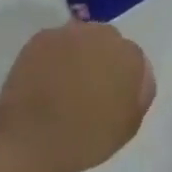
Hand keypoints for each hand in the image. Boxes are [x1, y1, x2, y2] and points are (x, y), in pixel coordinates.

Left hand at [0, 22, 155, 171]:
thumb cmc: (86, 138)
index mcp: (129, 55)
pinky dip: (51, 58)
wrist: (32, 138)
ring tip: (62, 85)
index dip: (121, 78)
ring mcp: (69, 32)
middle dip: (100, 59)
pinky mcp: (41, 37)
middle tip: (88, 89)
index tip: (111, 97)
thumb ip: (139, 95)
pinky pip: (54, 44)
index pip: (133, 59)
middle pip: (106, 41)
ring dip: (76, 55)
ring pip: (79, 39)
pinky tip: (43, 80)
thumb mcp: (128, 126)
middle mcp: (103, 34)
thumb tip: (137, 79)